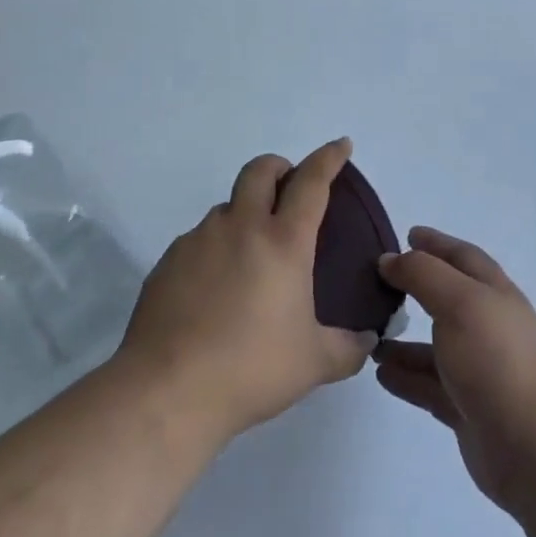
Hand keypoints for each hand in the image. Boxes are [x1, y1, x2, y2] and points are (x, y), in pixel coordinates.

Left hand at [117, 138, 376, 448]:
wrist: (168, 390)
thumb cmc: (251, 368)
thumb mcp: (314, 363)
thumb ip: (348, 347)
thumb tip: (367, 339)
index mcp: (283, 242)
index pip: (311, 182)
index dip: (329, 158)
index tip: (340, 145)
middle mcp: (241, 227)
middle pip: (260, 170)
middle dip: (279, 167)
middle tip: (289, 186)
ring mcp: (199, 240)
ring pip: (227, 207)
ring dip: (244, 214)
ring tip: (251, 257)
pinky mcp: (168, 260)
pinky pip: (198, 240)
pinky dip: (215, 249)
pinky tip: (215, 289)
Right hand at [374, 228, 535, 515]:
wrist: (535, 450)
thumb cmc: (497, 361)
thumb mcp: (459, 302)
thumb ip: (422, 274)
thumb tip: (390, 259)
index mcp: (495, 294)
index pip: (463, 257)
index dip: (437, 243)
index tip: (408, 234)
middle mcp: (489, 327)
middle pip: (448, 299)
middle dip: (416, 288)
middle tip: (378, 282)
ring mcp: (480, 370)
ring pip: (435, 346)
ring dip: (404, 339)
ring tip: (369, 333)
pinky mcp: (468, 409)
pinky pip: (429, 385)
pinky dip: (406, 376)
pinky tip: (381, 374)